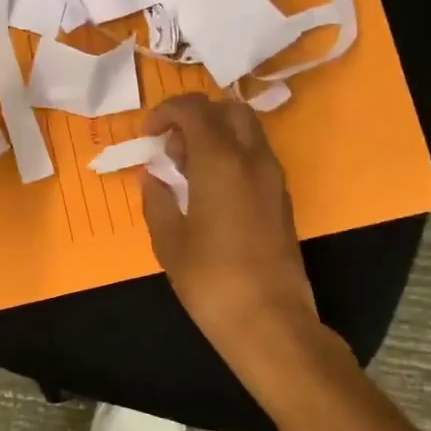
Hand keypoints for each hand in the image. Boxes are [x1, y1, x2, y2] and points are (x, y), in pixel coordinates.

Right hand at [140, 95, 326, 376]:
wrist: (270, 322)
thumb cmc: (211, 279)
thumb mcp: (168, 240)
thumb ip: (156, 199)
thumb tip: (153, 176)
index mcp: (220, 161)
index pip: (194, 108)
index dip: (166, 111)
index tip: (148, 133)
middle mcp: (252, 159)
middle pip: (228, 109)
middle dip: (197, 116)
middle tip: (173, 146)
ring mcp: (273, 178)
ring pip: (247, 130)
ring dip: (216, 134)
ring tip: (188, 170)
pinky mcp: (282, 199)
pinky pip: (255, 156)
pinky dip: (231, 155)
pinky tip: (210, 191)